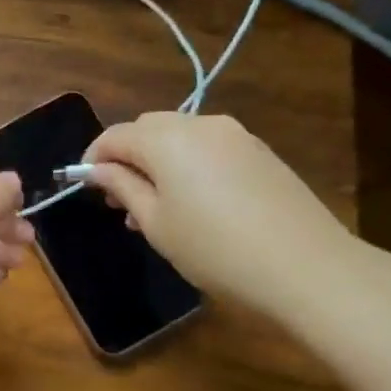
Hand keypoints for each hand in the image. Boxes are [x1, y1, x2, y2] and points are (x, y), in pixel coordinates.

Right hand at [81, 112, 355, 322]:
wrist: (305, 266)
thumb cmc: (214, 248)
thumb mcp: (156, 223)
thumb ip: (122, 187)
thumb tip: (97, 170)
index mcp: (166, 139)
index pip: (115, 136)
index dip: (93, 158)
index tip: (85, 187)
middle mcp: (199, 124)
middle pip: (147, 129)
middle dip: (126, 157)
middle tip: (119, 200)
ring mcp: (235, 135)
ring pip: (179, 137)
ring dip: (157, 161)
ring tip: (154, 207)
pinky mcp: (259, 151)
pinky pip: (208, 147)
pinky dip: (188, 165)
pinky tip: (193, 203)